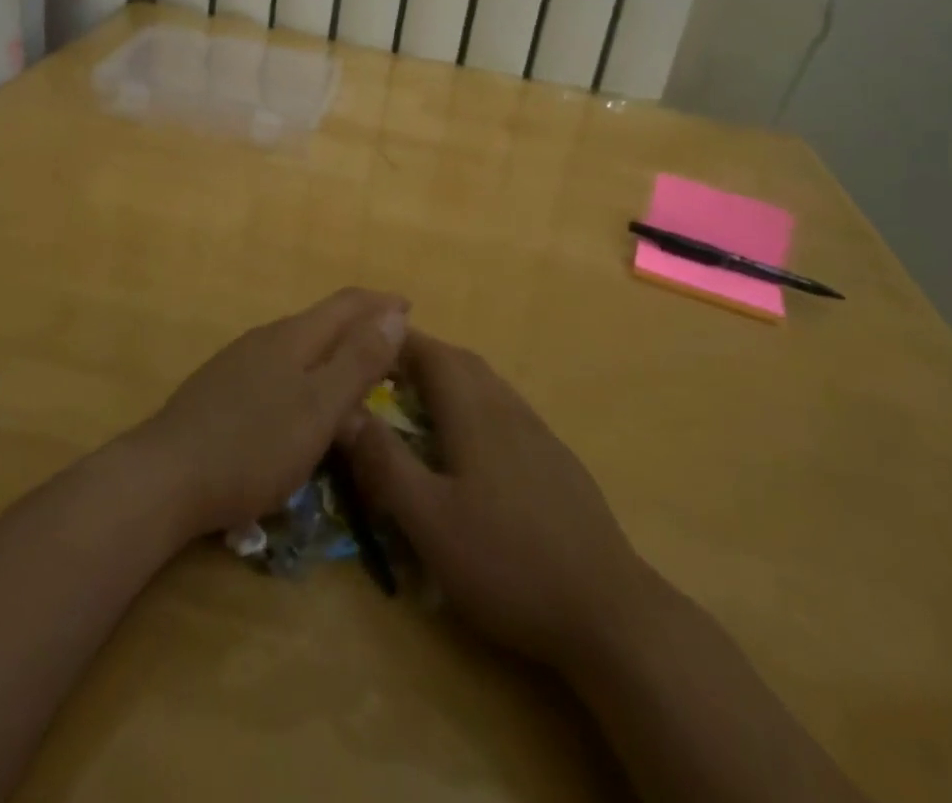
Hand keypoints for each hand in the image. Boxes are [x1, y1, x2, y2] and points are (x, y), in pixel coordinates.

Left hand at [138, 288, 407, 538]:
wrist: (163, 479)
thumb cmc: (254, 444)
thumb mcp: (320, 406)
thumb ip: (359, 359)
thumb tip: (395, 312)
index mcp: (295, 336)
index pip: (348, 303)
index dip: (382, 304)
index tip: (412, 310)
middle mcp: (267, 338)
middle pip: (324, 322)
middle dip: (361, 330)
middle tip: (393, 353)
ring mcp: (240, 363)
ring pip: (300, 348)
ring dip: (334, 355)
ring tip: (356, 381)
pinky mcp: (222, 391)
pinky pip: (279, 371)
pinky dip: (308, 377)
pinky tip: (304, 406)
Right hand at [339, 332, 663, 669]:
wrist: (606, 609)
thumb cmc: (506, 562)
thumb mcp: (430, 521)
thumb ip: (385, 463)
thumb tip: (345, 411)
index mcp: (475, 413)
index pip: (433, 353)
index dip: (398, 343)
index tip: (365, 346)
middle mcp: (508, 408)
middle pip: (461, 362)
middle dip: (420, 358)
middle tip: (383, 375)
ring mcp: (538, 433)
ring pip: (486, 385)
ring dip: (449, 380)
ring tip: (418, 403)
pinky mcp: (556, 459)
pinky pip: (505, 410)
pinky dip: (475, 406)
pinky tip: (470, 446)